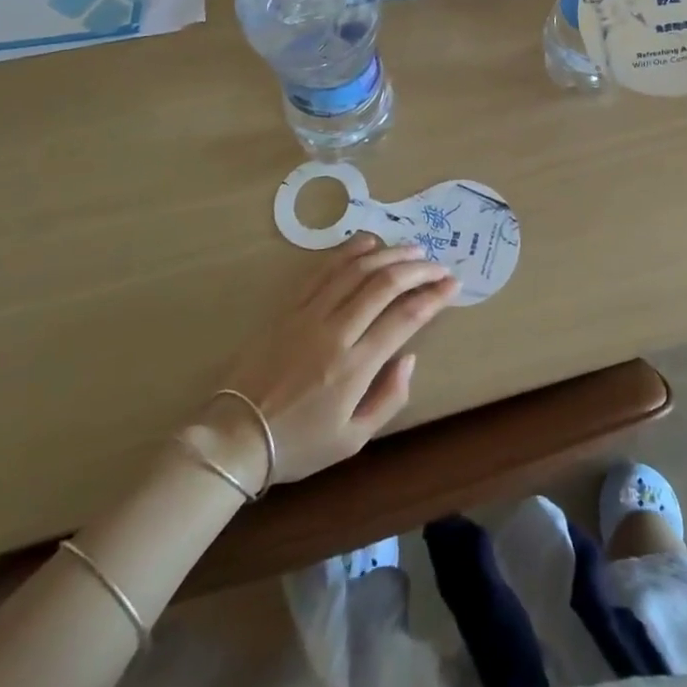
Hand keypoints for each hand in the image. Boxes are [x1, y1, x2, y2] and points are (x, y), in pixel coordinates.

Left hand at [196, 235, 455, 486]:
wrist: (233, 436)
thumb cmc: (297, 444)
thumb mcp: (352, 440)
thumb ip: (389, 398)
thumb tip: (409, 356)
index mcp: (354, 367)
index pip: (404, 318)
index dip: (433, 297)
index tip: (453, 285)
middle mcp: (335, 332)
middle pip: (384, 284)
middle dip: (418, 269)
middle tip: (438, 265)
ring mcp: (308, 314)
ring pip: (356, 269)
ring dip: (389, 254)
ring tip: (412, 249)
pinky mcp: (288, 306)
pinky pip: (323, 269)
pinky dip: (349, 251)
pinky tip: (369, 242)